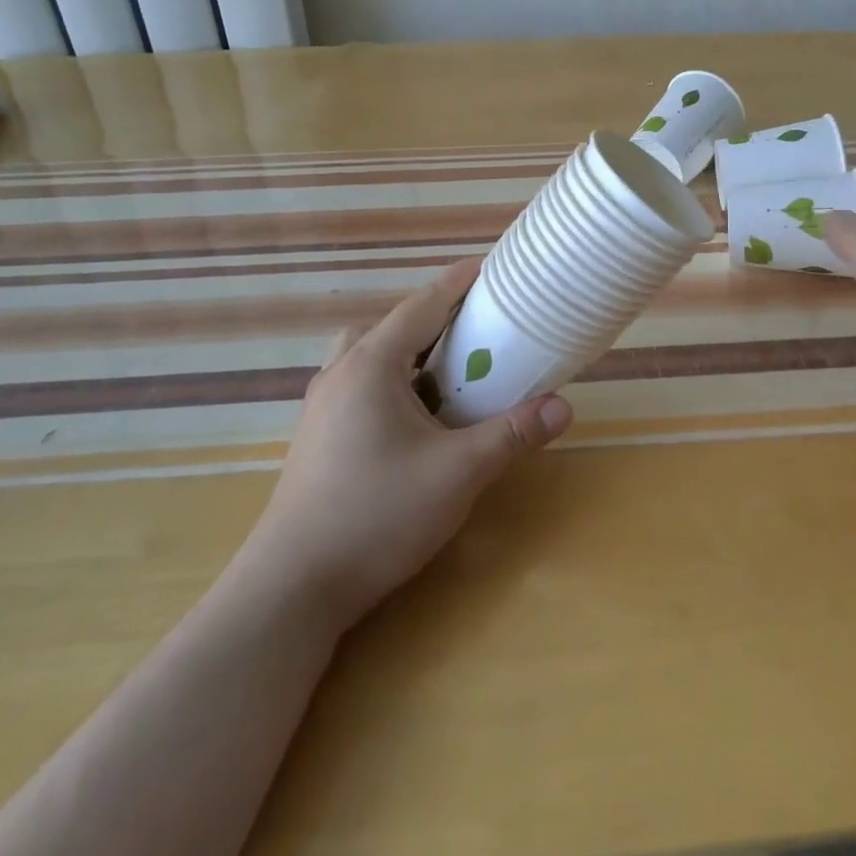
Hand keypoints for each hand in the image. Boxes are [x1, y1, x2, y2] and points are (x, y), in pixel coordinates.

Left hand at [247, 259, 572, 628]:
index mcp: (372, 364)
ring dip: (410, 351)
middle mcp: (341, 372)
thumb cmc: (377, 515)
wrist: (292, 589)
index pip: (423, 304)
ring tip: (448, 373)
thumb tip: (563, 406)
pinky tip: (415, 417)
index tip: (493, 266)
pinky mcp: (317, 435)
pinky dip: (392, 380)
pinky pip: (360, 383)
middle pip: (394, 325)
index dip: (460, 282)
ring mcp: (322, 405)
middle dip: (437, 318)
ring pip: (371, 355)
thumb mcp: (458, 473)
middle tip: (478, 329)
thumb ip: (512, 434)